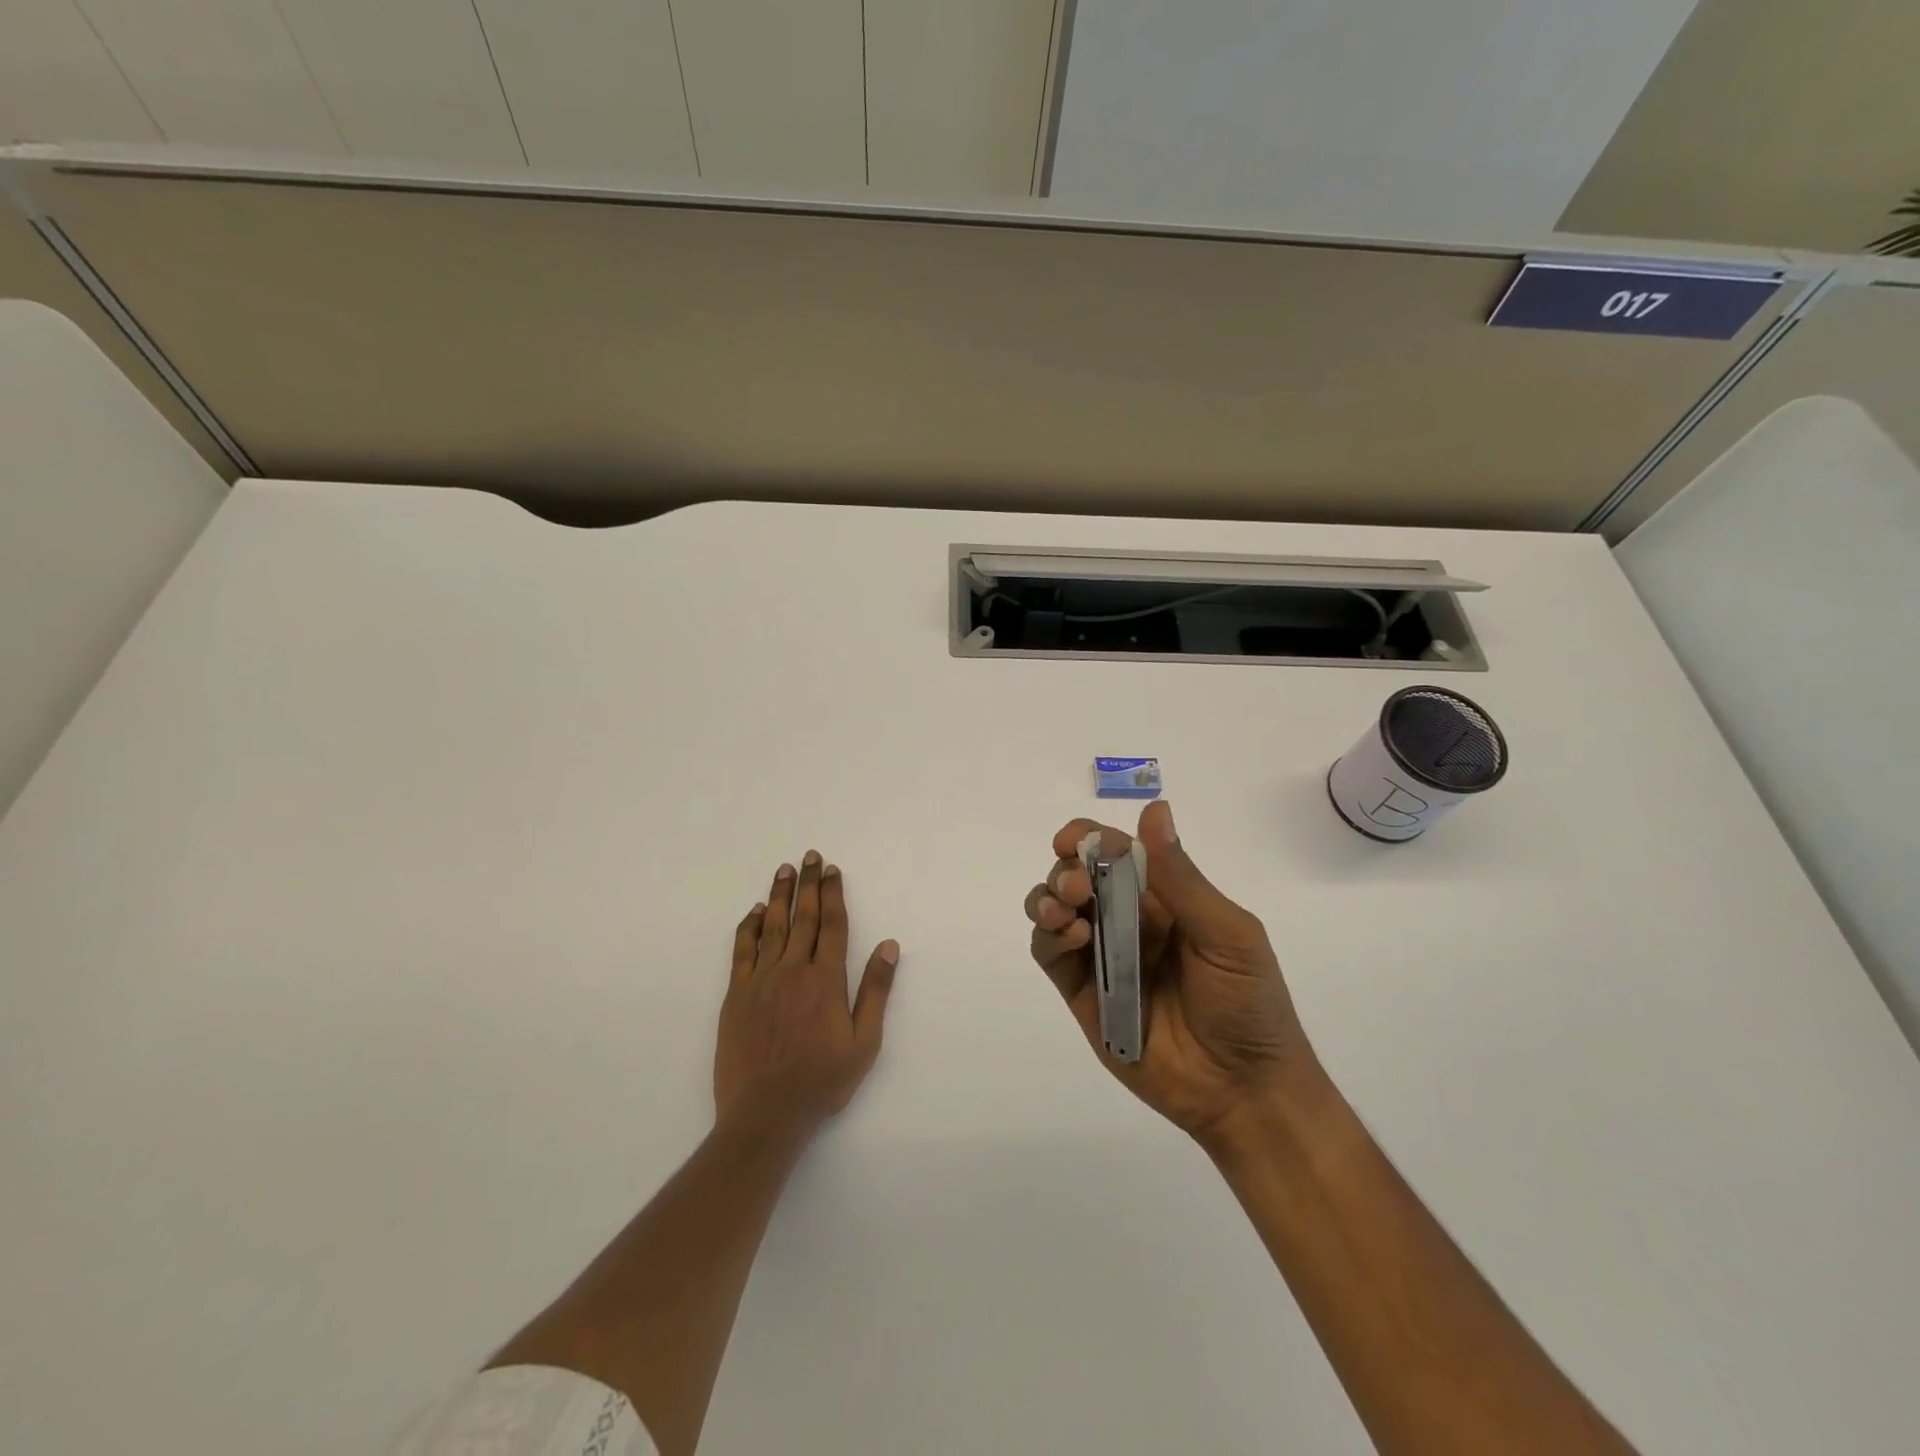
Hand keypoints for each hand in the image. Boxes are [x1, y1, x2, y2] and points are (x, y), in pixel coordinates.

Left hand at [715, 851, 899, 1138]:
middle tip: (811, 856)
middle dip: (808, 884)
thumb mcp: (864, 1043)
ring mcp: (761, 981)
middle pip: (802, 917)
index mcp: (826, 980)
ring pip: (772, 927)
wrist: (764, 1115)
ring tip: (784, 870)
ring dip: (779, 895)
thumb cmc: (821, 1082)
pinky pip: (742, 951)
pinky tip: (756, 912)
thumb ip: (875, 991)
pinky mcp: (736, 995)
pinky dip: (749, 927)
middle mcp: (793, 971)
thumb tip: (889, 946)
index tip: (833, 871)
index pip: (831, 925)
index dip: (833, 894)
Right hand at [1024, 800, 1316, 1144]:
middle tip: (1077, 887)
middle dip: (1067, 870)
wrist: (1243, 1091)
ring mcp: (1102, 956)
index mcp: (1164, 898)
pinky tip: (1068, 936)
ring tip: (1066, 910)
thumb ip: (1181, 878)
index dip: (1089, 838)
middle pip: (1077, 875)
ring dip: (1047, 897)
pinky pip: (1050, 954)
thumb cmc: (1248, 1004)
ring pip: (1054, 909)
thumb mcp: (1226, 934)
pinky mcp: (1083, 993)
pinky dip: (1048, 936)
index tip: (1071, 839)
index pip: (1116, 852)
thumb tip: (1155, 809)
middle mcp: (1127, 920)